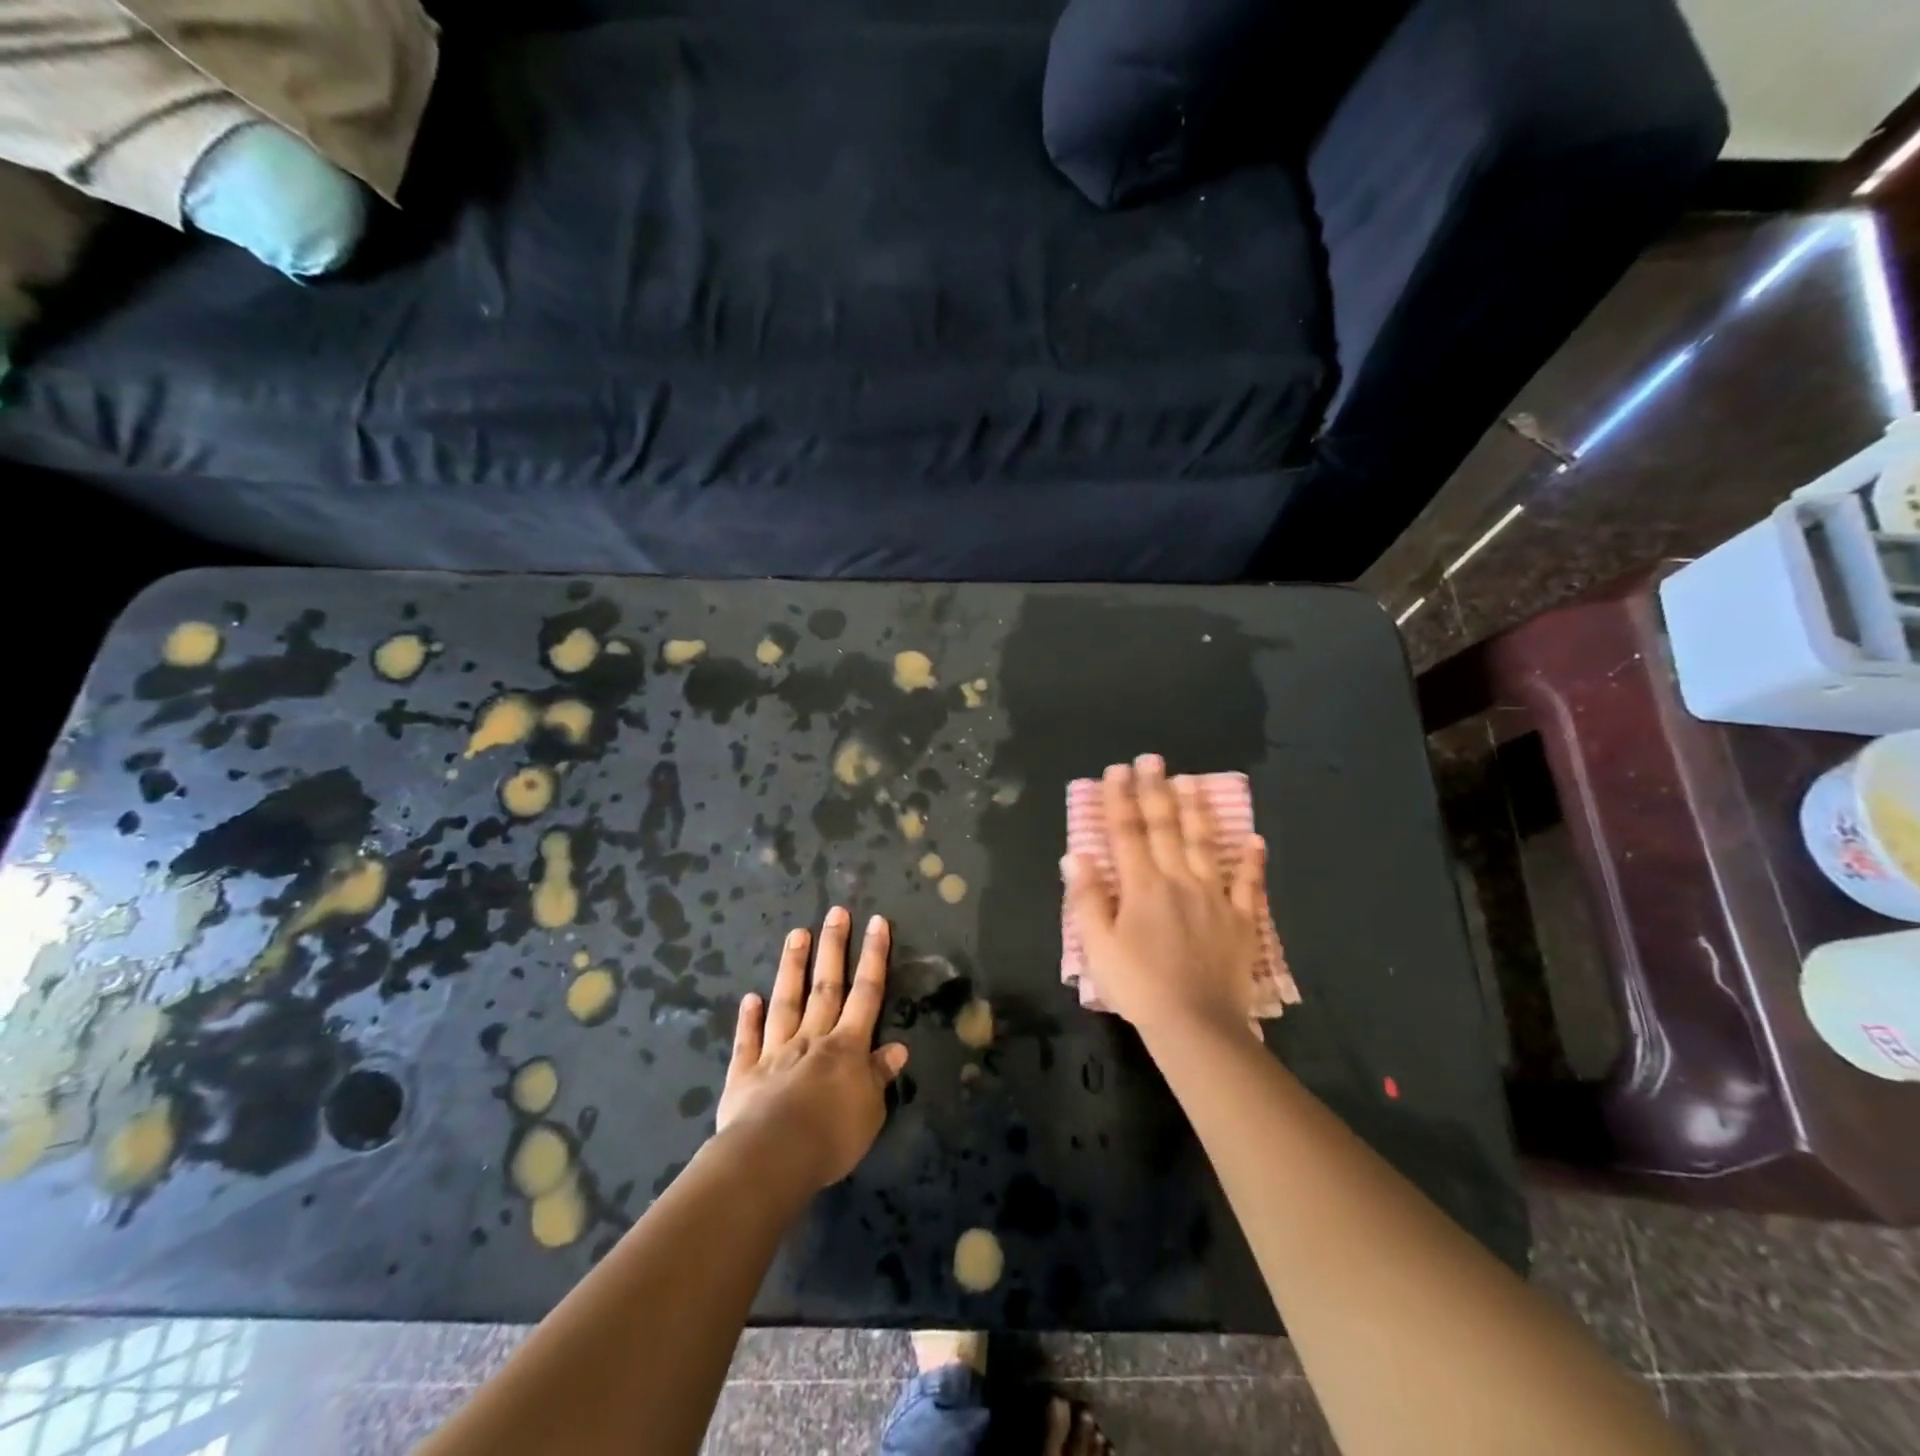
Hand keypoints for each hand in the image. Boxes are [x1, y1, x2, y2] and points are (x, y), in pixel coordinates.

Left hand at [715, 907, 909, 1189]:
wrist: (772, 1157)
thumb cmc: (831, 1136)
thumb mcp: (870, 1111)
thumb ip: (879, 1076)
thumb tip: (897, 1049)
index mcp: (847, 1047)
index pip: (866, 993)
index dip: (874, 957)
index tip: (877, 922)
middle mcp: (812, 1039)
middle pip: (826, 986)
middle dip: (833, 947)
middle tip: (836, 912)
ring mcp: (775, 1052)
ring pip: (786, 1001)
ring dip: (792, 967)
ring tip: (796, 934)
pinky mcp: (744, 1074)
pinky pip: (748, 1041)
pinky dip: (748, 1019)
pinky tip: (750, 997)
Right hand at [1064, 756, 1265, 1037]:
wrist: (1195, 1026)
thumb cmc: (1138, 987)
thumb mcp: (1098, 948)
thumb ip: (1086, 899)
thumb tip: (1076, 855)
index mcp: (1142, 887)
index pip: (1127, 833)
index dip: (1119, 799)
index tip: (1116, 770)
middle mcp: (1179, 881)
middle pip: (1166, 828)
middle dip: (1156, 791)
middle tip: (1152, 759)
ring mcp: (1215, 898)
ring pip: (1205, 845)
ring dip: (1197, 811)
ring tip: (1192, 781)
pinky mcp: (1242, 921)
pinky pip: (1249, 886)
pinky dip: (1252, 862)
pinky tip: (1254, 839)